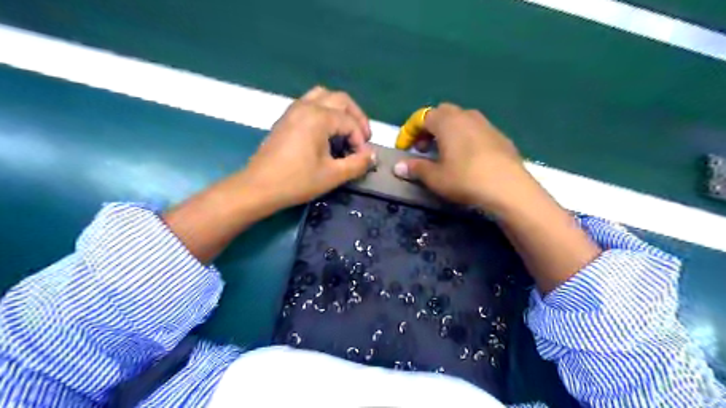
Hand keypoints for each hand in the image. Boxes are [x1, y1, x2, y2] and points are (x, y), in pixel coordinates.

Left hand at [240, 85, 373, 210]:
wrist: (259, 187)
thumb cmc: (297, 181)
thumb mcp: (333, 175)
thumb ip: (357, 163)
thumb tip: (372, 156)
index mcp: (319, 117)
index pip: (350, 121)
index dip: (361, 139)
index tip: (363, 158)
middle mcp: (306, 106)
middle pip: (340, 99)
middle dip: (356, 117)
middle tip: (363, 137)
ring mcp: (293, 110)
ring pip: (323, 96)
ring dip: (340, 109)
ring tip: (346, 129)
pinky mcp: (285, 118)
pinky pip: (310, 103)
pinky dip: (324, 111)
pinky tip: (326, 131)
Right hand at [394, 101, 531, 213]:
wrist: (509, 188)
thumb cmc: (465, 179)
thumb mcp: (435, 178)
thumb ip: (415, 168)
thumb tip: (397, 166)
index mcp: (447, 121)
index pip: (422, 117)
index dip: (409, 132)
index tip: (404, 149)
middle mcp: (466, 116)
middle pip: (442, 114)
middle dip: (428, 128)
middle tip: (423, 148)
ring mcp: (486, 124)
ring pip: (460, 120)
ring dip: (447, 132)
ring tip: (444, 153)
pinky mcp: (500, 136)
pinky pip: (476, 130)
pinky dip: (465, 138)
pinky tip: (467, 158)